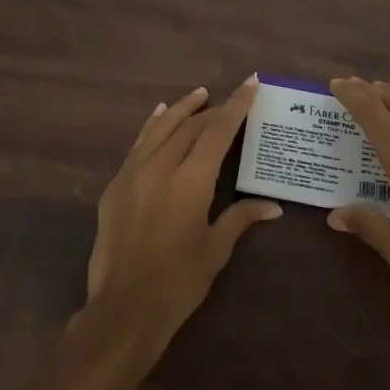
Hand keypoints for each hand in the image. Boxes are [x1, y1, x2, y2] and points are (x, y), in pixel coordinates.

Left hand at [83, 78, 281, 335]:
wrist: (124, 307)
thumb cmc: (179, 282)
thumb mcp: (215, 249)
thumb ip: (241, 218)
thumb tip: (273, 206)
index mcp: (191, 181)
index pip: (218, 130)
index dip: (237, 104)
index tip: (251, 82)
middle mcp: (161, 167)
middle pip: (191, 126)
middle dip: (213, 110)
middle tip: (231, 102)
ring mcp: (133, 173)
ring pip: (161, 127)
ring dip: (182, 109)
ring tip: (199, 95)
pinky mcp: (116, 184)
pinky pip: (138, 144)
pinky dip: (153, 126)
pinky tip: (159, 115)